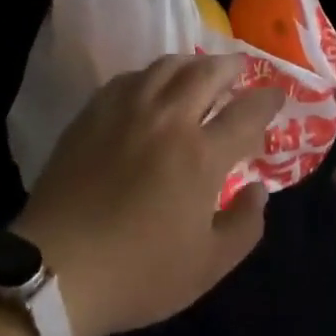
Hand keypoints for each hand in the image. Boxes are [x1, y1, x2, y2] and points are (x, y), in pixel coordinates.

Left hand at [14, 53, 285, 335]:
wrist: (58, 267)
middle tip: (242, 68)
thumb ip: (244, 226)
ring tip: (201, 70)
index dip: (266, 101)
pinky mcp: (95, 110)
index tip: (277, 95)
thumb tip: (260, 189)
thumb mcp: (207, 267)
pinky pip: (132, 76)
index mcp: (201, 154)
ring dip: (193, 63)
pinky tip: (153, 84)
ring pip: (168, 66)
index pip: (245, 114)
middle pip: (207, 73)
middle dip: (232, 66)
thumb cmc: (138, 273)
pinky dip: (153, 74)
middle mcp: (168, 117)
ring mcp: (128, 108)